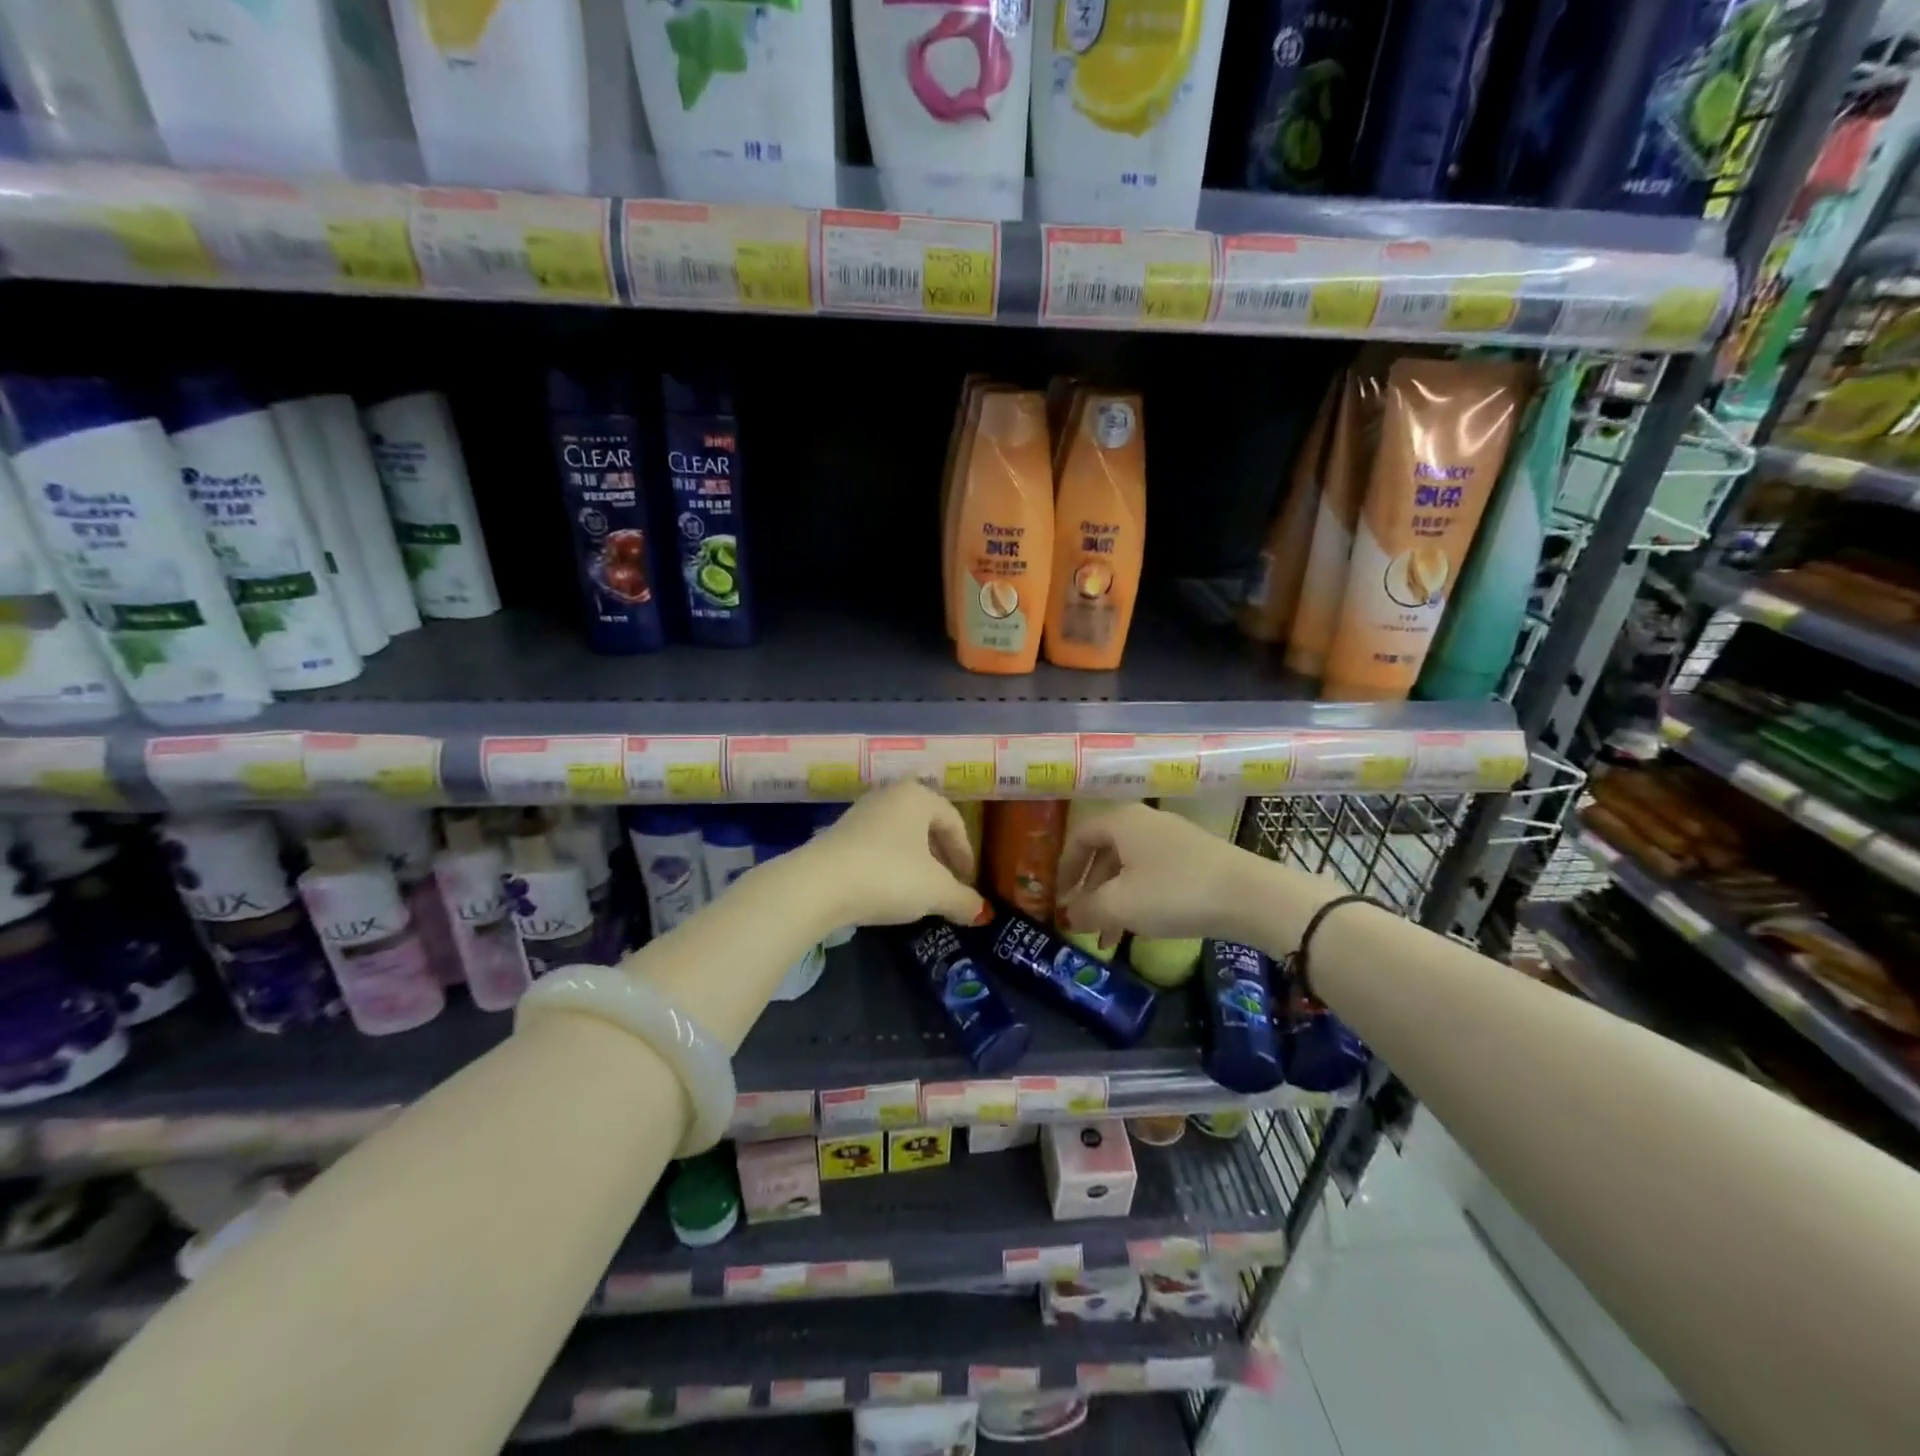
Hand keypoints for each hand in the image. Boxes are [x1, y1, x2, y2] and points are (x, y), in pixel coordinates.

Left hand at [806, 782, 990, 927]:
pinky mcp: (837, 834)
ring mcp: (859, 813)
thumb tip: (981, 912)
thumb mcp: (936, 892)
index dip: (965, 854)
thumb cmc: (889, 876)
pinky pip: (876, 846)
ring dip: (915, 861)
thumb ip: (963, 900)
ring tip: (920, 890)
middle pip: (926, 824)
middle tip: (948, 884)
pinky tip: (888, 889)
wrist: (817, 886)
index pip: (954, 821)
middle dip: (941, 856)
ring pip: (900, 835)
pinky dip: (890, 864)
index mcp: (917, 796)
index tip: (968, 882)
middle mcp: (889, 796)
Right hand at [1056, 802, 1273, 947]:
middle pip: (1105, 852)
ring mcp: (1174, 839)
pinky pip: (1155, 874)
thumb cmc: (1174, 892)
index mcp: (1122, 822)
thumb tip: (1070, 916)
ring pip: (1130, 867)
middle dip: (1090, 890)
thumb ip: (1088, 910)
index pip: (1079, 837)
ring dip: (1115, 900)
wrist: (1252, 896)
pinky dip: (1140, 899)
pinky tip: (1143, 928)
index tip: (1059, 898)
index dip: (1064, 868)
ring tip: (1110, 938)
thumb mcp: (1121, 905)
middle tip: (1083, 921)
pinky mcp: (1197, 859)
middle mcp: (1145, 822)